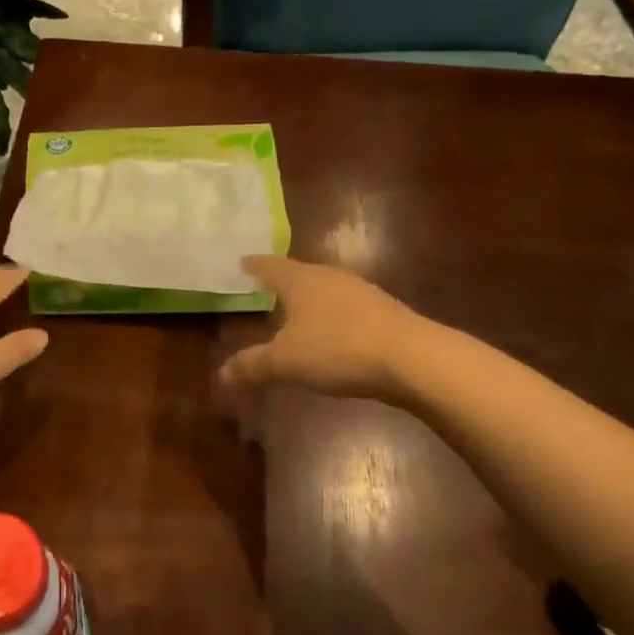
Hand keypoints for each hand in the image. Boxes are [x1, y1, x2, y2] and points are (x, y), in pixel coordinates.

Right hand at [218, 256, 422, 400]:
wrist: (411, 358)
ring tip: (297, 310)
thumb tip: (222, 373)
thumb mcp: (286, 362)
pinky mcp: (384, 312)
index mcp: (301, 281)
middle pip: (300, 274)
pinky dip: (332, 316)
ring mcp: (361, 293)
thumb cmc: (337, 349)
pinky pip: (346, 309)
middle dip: (283, 280)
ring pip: (326, 290)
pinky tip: (331, 333)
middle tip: (266, 286)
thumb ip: (253, 365)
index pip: (271, 266)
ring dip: (310, 299)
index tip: (243, 261)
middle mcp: (330, 278)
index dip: (255, 266)